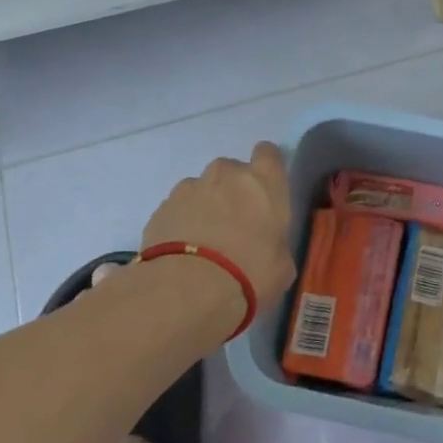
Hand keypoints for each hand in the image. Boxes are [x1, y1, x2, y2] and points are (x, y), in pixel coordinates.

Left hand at [142, 143, 296, 311]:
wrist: (187, 289)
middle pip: (232, 170)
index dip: (266, 168)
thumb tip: (268, 247)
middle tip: (235, 224)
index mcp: (264, 181)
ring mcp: (190, 187)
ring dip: (205, 206)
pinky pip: (177, 208)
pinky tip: (183, 251)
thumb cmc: (249, 273)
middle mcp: (226, 174)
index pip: (268, 153)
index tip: (266, 190)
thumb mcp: (281, 265)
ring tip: (204, 242)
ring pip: (201, 188)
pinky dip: (181, 222)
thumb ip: (276, 244)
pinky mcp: (161, 207)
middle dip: (232, 190)